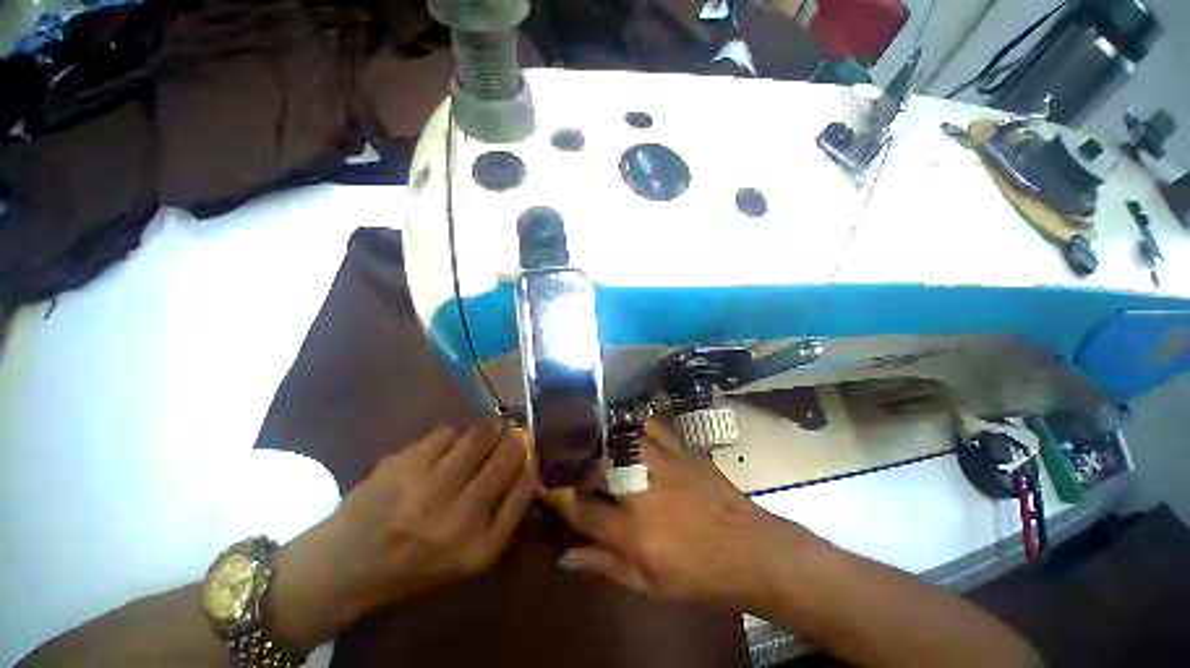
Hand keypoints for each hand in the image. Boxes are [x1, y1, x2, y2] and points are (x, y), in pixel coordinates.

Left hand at [266, 420, 536, 651]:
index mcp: (477, 545)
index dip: (529, 459)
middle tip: (508, 434)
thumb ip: (508, 514)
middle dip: (512, 437)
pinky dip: (452, 435)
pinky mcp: (400, 463)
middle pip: (505, 452)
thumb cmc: (419, 563)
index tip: (527, 450)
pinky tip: (443, 450)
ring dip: (484, 432)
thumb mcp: (473, 556)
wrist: (346, 565)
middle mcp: (454, 515)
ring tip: (478, 439)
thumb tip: (529, 467)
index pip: (524, 485)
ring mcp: (424, 486)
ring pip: (477, 433)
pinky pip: (445, 431)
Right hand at [546, 419, 812, 610]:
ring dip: (597, 435)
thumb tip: (564, 556)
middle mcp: (643, 492)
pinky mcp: (682, 449)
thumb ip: (603, 565)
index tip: (542, 482)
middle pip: (595, 466)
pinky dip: (632, 422)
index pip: (580, 510)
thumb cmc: (699, 576)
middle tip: (559, 452)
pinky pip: (651, 426)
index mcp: (634, 532)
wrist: (752, 551)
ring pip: (619, 439)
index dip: (556, 496)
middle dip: (571, 459)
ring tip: (583, 432)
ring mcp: (664, 464)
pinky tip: (622, 422)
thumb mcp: (649, 586)